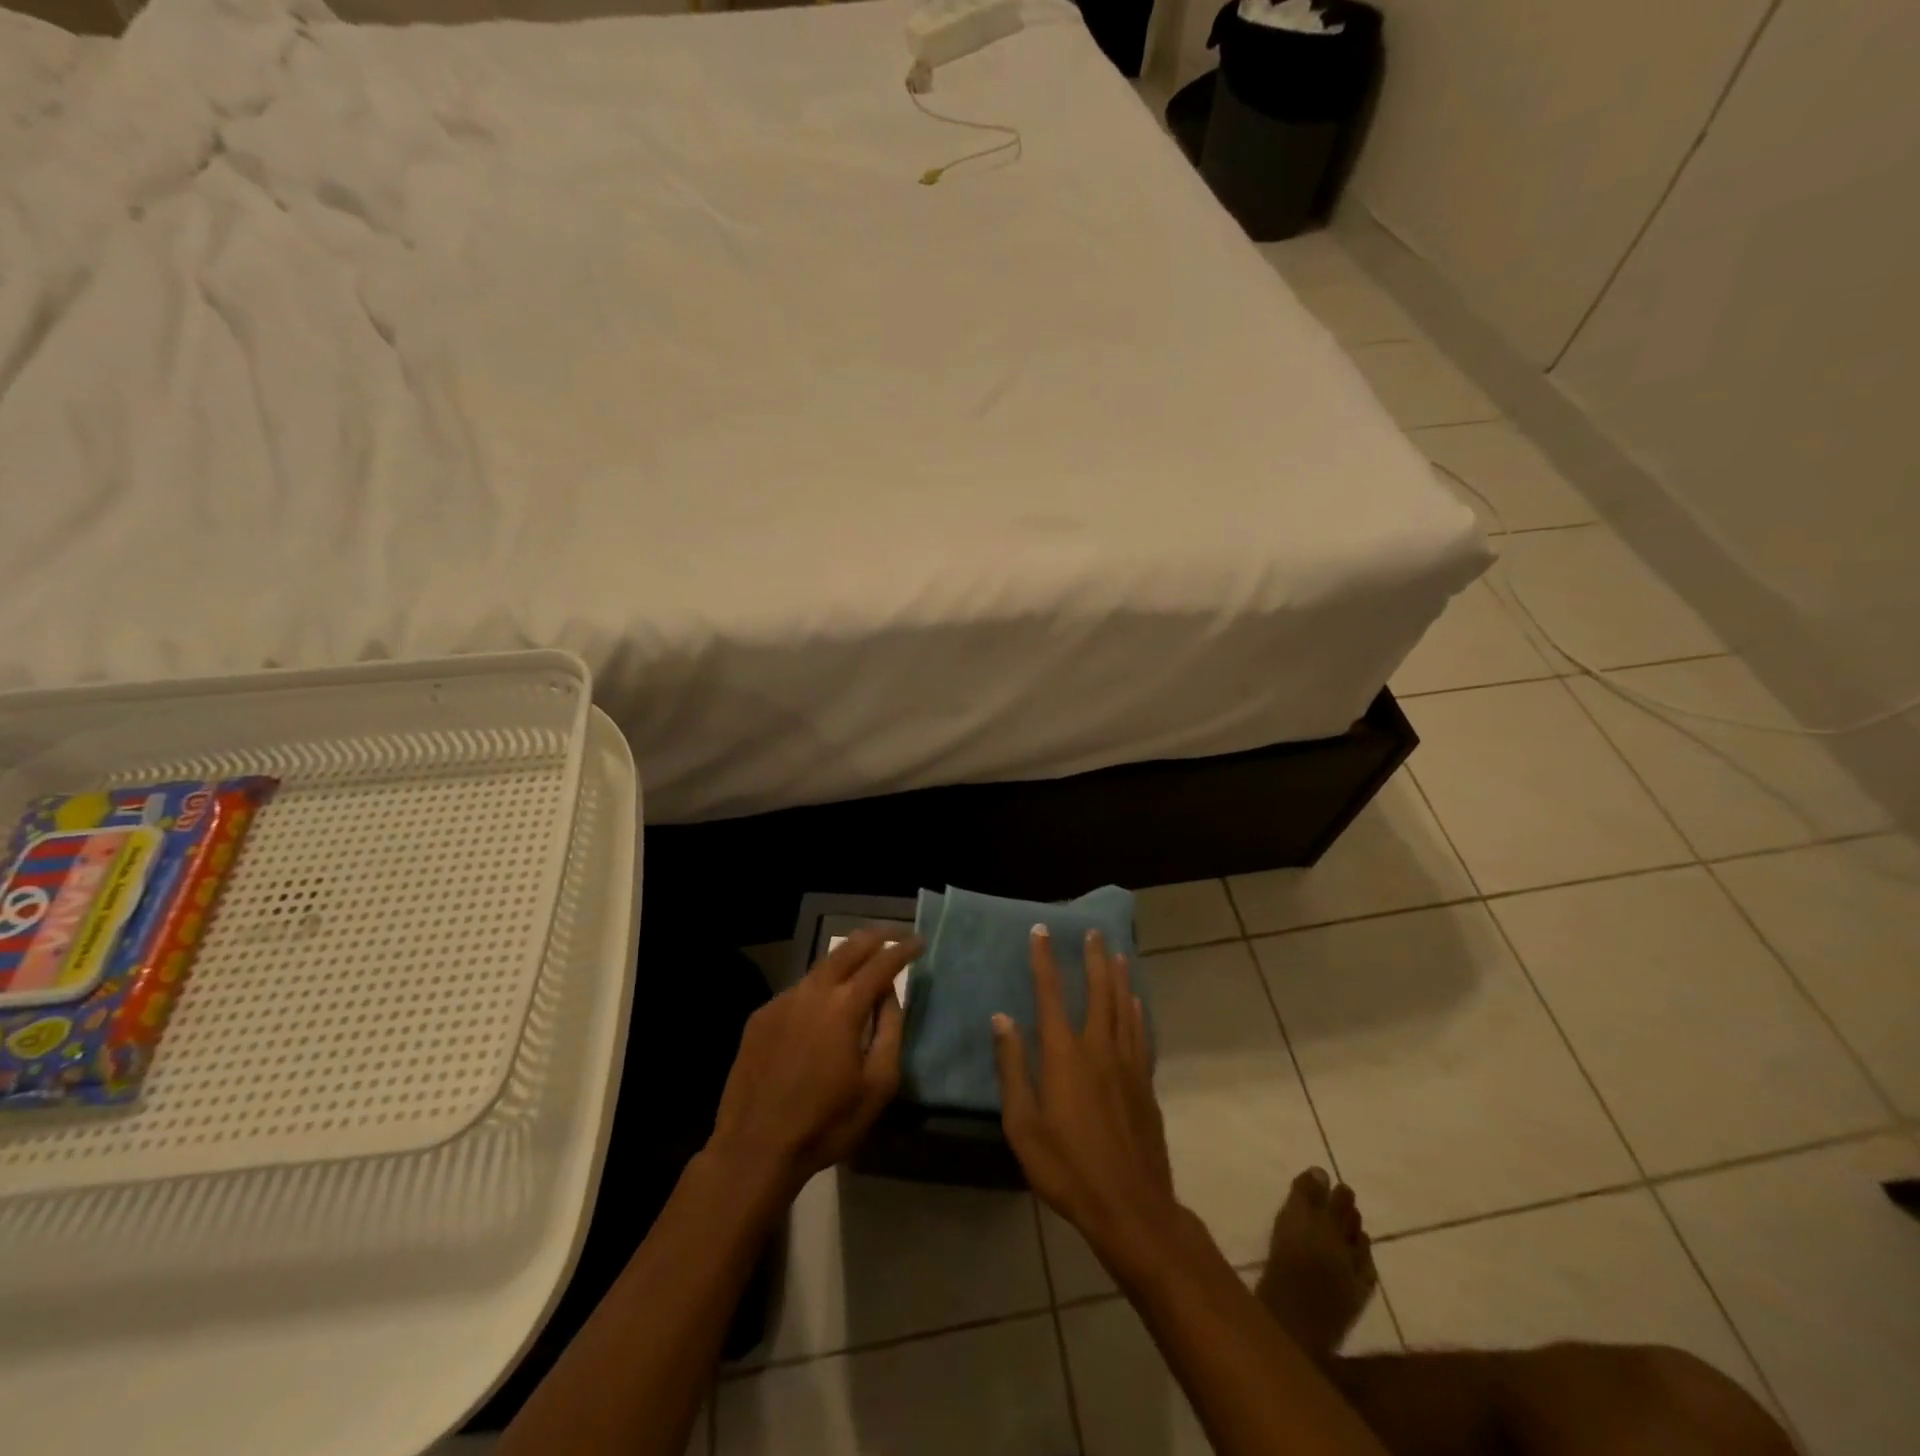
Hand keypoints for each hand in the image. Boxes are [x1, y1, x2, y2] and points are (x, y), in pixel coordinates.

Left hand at [708, 931, 918, 1195]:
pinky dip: (818, 990)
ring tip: (862, 966)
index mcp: (844, 1007)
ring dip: (845, 961)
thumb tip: (889, 995)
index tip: (918, 942)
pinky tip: (822, 1009)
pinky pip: (798, 992)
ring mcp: (781, 1001)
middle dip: (874, 937)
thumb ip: (889, 1031)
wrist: (754, 1149)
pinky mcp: (760, 1017)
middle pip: (847, 949)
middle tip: (893, 934)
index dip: (903, 949)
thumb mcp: (878, 1085)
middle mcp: (812, 992)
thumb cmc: (827, 1123)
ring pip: (820, 968)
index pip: (881, 964)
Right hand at [992, 925, 1179, 1268]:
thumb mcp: (1023, 1124)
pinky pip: (1141, 1034)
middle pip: (1098, 992)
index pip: (1051, 995)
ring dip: (1120, 977)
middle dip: (1094, 959)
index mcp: (1064, 1055)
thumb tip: (1002, 1018)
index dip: (1045, 961)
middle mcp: (1099, 1049)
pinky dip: (1137, 1012)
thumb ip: (1012, 1067)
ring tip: (1117, 954)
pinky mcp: (1145, 1084)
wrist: (1130, 1207)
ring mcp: (1127, 1065)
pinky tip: (1137, 1002)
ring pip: (1124, 1008)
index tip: (1041, 931)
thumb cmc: (1067, 1168)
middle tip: (1093, 932)